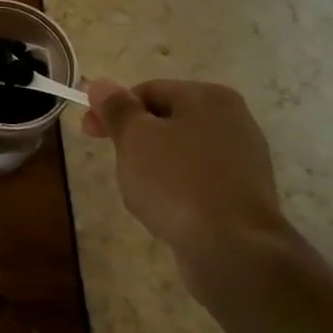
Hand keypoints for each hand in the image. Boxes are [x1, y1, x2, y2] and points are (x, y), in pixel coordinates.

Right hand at [82, 77, 290, 294]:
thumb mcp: (135, 138)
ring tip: (140, 193)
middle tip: (116, 165)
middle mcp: (233, 121)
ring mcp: (243, 159)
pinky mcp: (244, 194)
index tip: (88, 133)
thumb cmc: (177, 182)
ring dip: (153, 167)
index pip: (148, 91)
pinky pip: (197, 181)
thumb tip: (101, 84)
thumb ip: (116, 108)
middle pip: (166, 120)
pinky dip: (176, 189)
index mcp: (208, 98)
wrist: (233, 248)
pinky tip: (166, 211)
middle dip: (135, 141)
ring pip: (180, 153)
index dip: (113, 109)